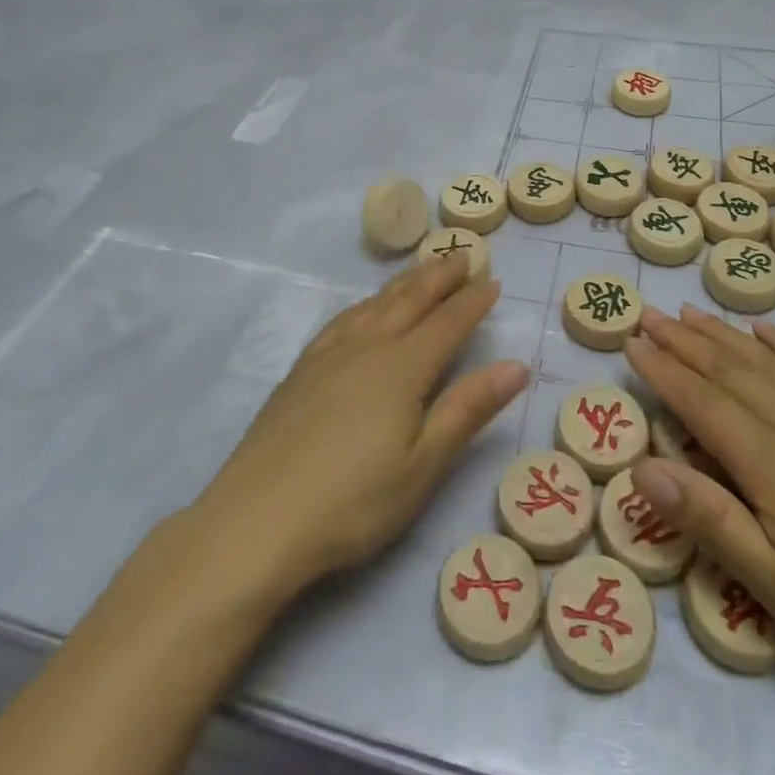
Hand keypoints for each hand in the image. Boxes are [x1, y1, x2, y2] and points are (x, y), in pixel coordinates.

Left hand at [194, 254, 529, 598]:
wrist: (257, 519)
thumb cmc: (353, 501)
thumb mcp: (423, 464)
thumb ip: (468, 409)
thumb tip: (517, 365)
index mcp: (402, 367)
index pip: (448, 323)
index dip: (473, 302)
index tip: (494, 282)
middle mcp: (368, 346)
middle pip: (410, 300)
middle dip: (439, 276)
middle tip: (462, 255)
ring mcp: (329, 354)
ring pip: (376, 302)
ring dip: (404, 282)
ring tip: (421, 269)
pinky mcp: (302, 368)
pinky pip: (344, 317)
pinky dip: (366, 302)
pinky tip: (365, 308)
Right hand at [623, 305, 774, 728]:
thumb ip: (709, 520)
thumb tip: (640, 466)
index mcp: (773, 461)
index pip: (700, 401)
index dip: (661, 370)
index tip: (629, 341)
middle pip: (731, 371)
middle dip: (684, 341)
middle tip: (648, 314)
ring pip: (771, 363)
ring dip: (725, 335)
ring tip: (693, 312)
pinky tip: (771, 333)